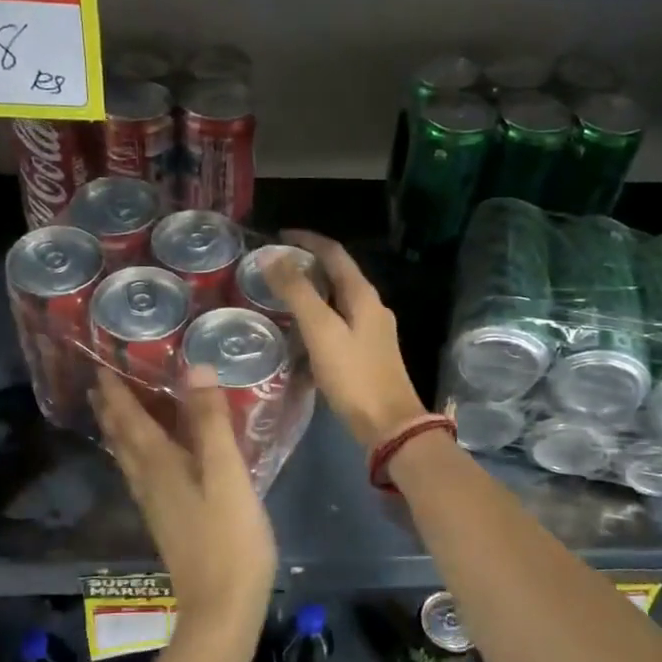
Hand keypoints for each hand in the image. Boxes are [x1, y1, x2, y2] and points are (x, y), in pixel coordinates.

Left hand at [90, 366, 276, 642]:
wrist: (221, 608)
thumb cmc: (229, 538)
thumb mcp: (227, 474)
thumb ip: (211, 422)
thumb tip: (194, 368)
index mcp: (159, 465)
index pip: (129, 419)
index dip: (115, 392)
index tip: (101, 365)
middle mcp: (148, 482)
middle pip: (121, 439)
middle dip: (110, 410)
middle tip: (99, 384)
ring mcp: (156, 505)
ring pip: (128, 459)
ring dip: (118, 432)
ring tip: (113, 412)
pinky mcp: (167, 522)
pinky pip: (142, 475)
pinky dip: (136, 454)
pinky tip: (148, 460)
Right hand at [269, 230, 426, 448]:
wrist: (389, 425)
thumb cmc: (354, 375)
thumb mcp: (321, 330)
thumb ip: (297, 292)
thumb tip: (272, 256)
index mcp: (363, 295)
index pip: (334, 253)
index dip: (307, 240)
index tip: (277, 236)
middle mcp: (371, 307)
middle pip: (337, 274)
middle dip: (306, 265)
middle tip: (273, 267)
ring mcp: (371, 331)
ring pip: (337, 300)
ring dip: (311, 292)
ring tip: (280, 296)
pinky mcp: (366, 354)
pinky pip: (337, 324)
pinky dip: (316, 318)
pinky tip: (298, 333)